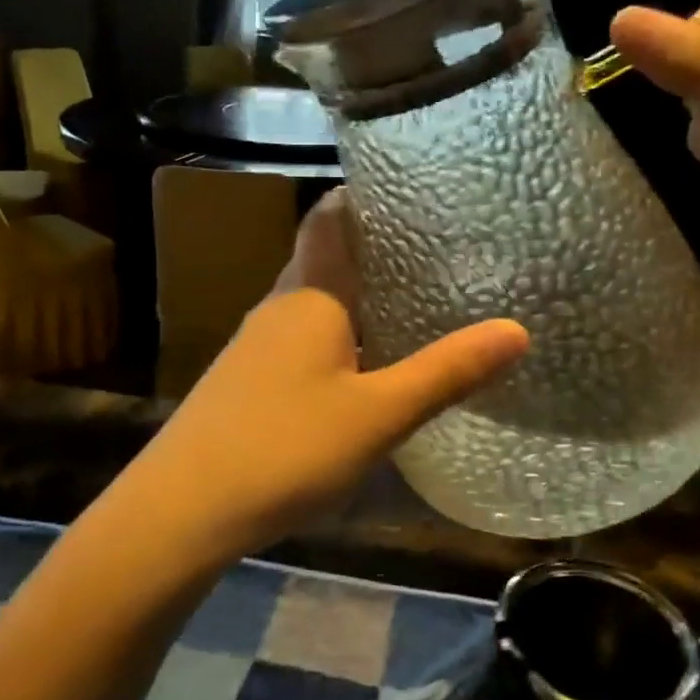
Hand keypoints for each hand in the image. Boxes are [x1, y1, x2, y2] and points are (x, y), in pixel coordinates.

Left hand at [121, 190, 528, 562]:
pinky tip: (359, 365)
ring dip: (353, 296)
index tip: (409, 190)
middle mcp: (278, 307)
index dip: (362, 197)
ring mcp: (255, 346)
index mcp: (309, 296)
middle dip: (370, 250)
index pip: (329, 219)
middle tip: (431, 248)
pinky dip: (335, 336)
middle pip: (324, 259)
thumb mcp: (379, 414)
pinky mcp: (245, 381)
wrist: (182, 509)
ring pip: (312, 303)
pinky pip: (299, 339)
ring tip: (407, 299)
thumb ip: (446, 372)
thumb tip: (517, 329)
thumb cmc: (286, 447)